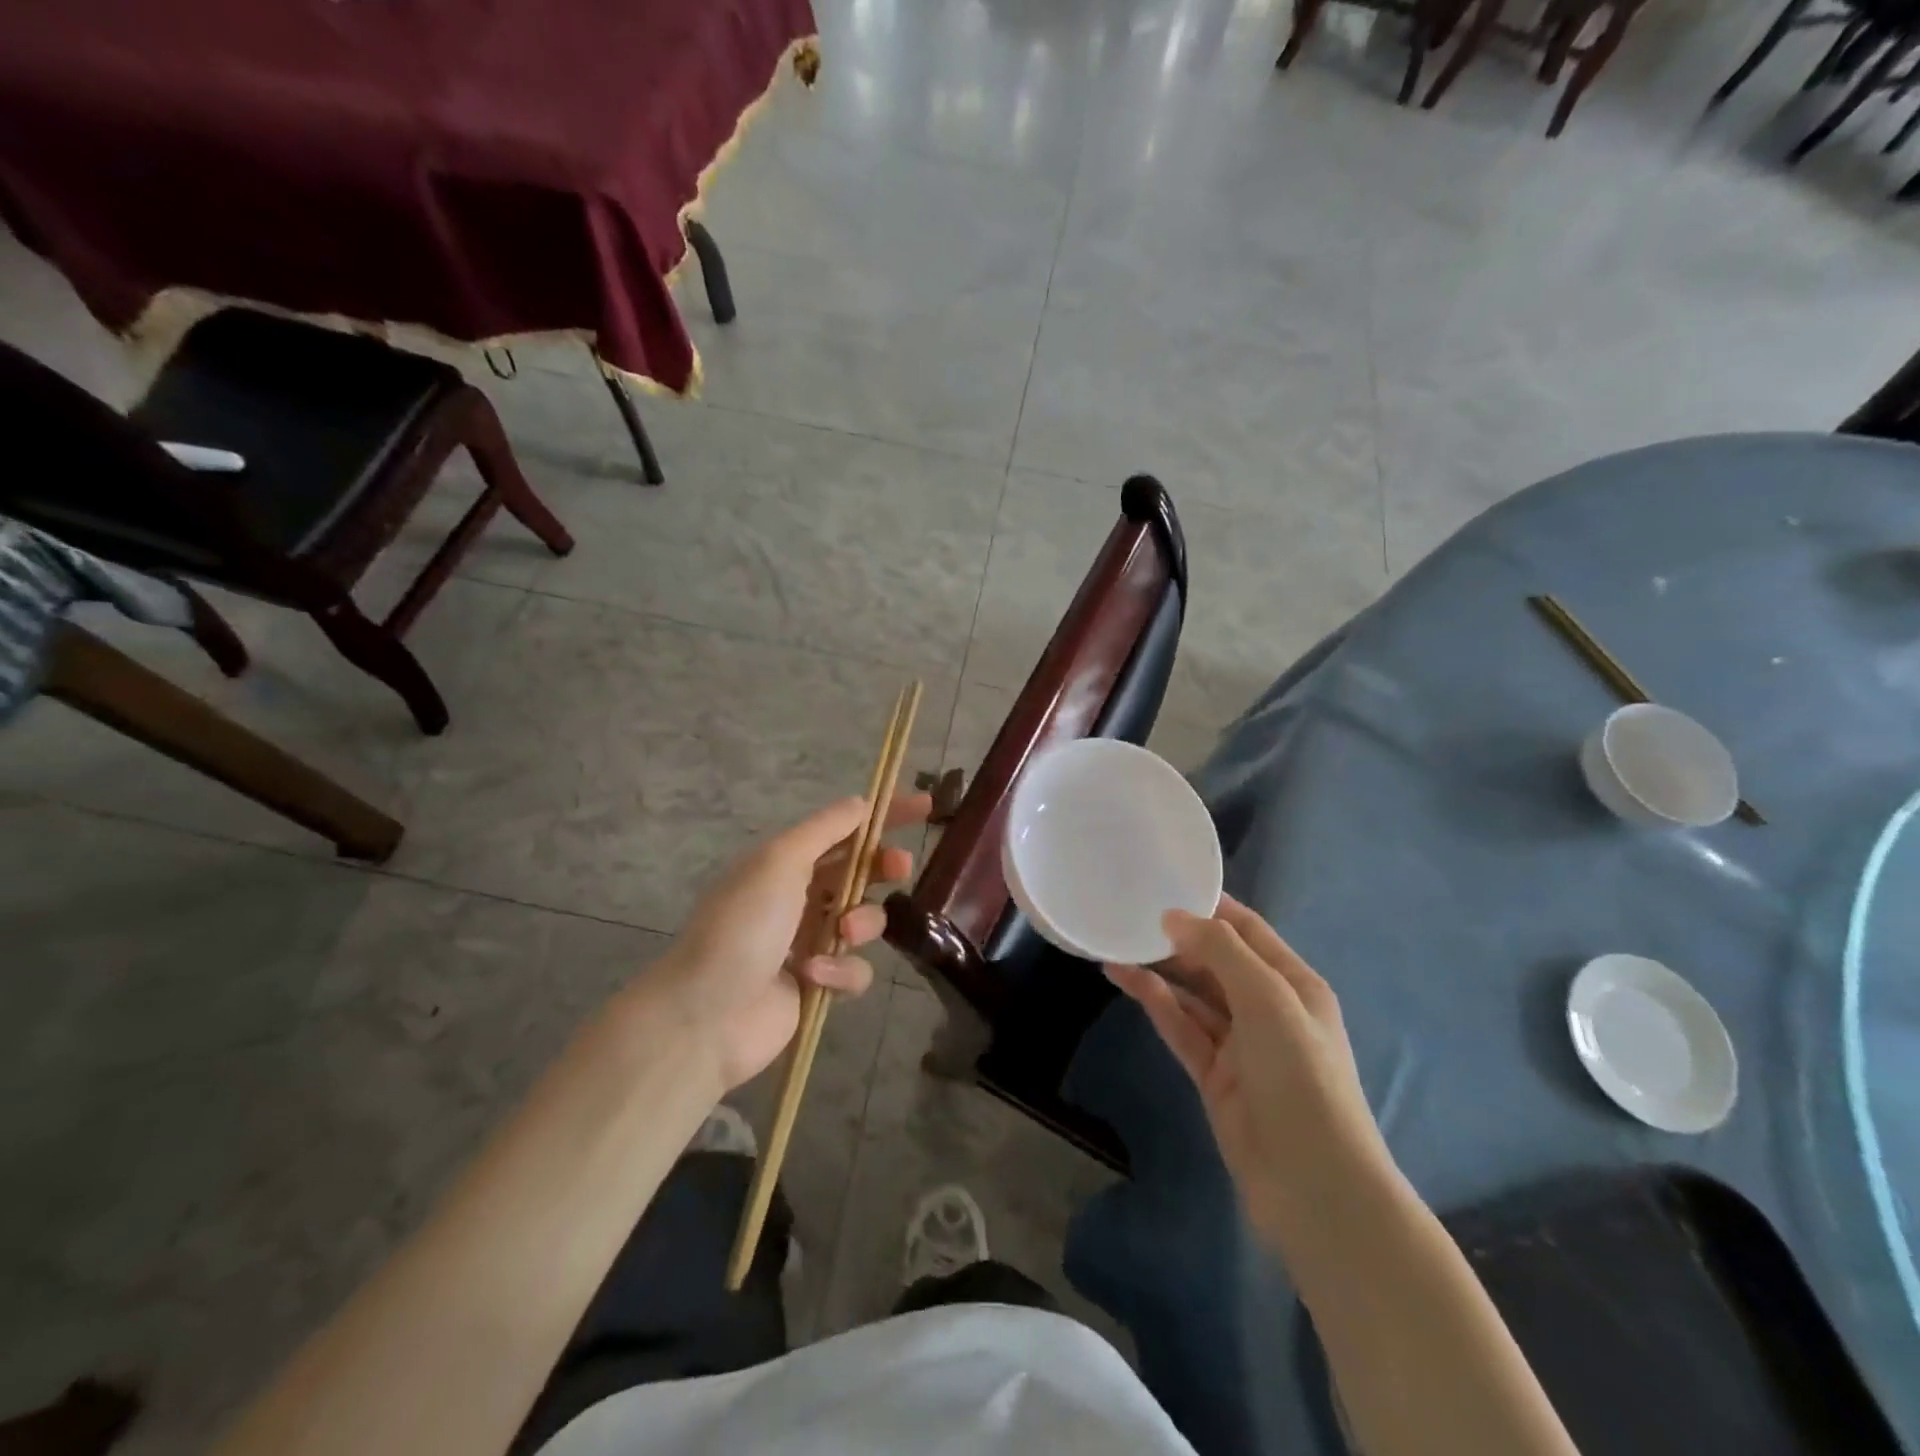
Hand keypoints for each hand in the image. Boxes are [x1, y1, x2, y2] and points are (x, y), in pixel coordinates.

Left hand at [647, 793, 930, 1091]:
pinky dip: (840, 970)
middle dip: (883, 868)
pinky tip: (813, 976)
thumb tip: (861, 804)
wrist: (707, 1013)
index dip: (884, 816)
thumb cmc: (744, 925)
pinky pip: (854, 969)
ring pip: (865, 921)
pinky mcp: (819, 984)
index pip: (845, 830)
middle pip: (861, 873)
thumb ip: (826, 830)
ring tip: (842, 932)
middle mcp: (800, 897)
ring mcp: (810, 942)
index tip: (925, 808)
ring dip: (861, 922)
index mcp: (787, 863)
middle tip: (898, 868)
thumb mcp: (781, 861)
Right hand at [1106, 896, 1401, 1253]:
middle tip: (1128, 913)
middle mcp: (1267, 1007)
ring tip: (1114, 941)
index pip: (1247, 930)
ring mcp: (1239, 1043)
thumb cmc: (1301, 1077)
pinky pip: (1180, 1026)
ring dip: (1158, 968)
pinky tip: (1124, 979)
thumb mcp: (1268, 1000)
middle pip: (1216, 960)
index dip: (1209, 906)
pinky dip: (1154, 1002)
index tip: (1164, 881)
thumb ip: (1222, 951)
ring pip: (1192, 993)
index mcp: (1293, 983)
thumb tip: (1174, 915)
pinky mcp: (1213, 1074)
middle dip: (1177, 937)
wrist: (1313, 1185)